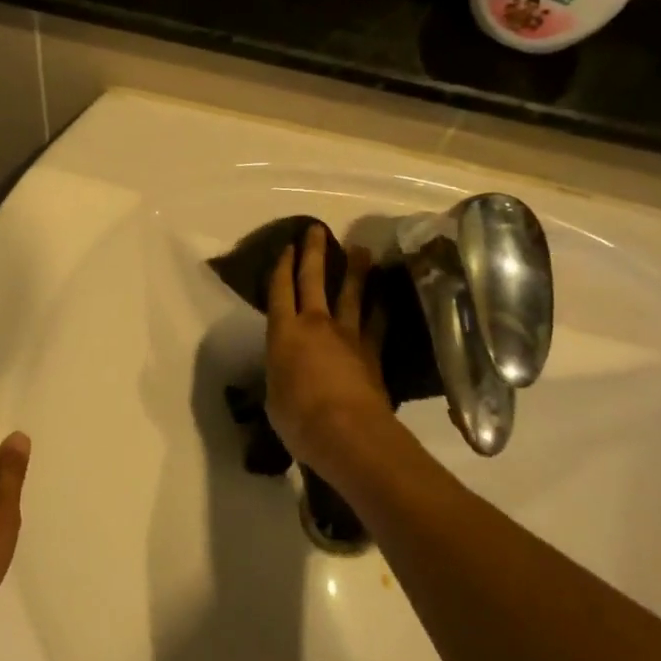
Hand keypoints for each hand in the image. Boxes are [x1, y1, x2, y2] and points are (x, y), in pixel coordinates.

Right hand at [265, 226, 395, 475]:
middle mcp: (314, 324)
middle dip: (313, 253)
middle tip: (316, 229)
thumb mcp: (274, 397)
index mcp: (283, 333)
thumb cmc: (297, 418)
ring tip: (361, 250)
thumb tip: (285, 375)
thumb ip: (280, 377)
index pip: (279, 291)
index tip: (286, 246)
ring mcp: (347, 335)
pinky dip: (381, 307)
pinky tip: (386, 296)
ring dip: (355, 271)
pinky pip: (377, 322)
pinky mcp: (372, 352)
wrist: (346, 431)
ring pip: (351, 295)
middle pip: (313, 280)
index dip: (281, 267)